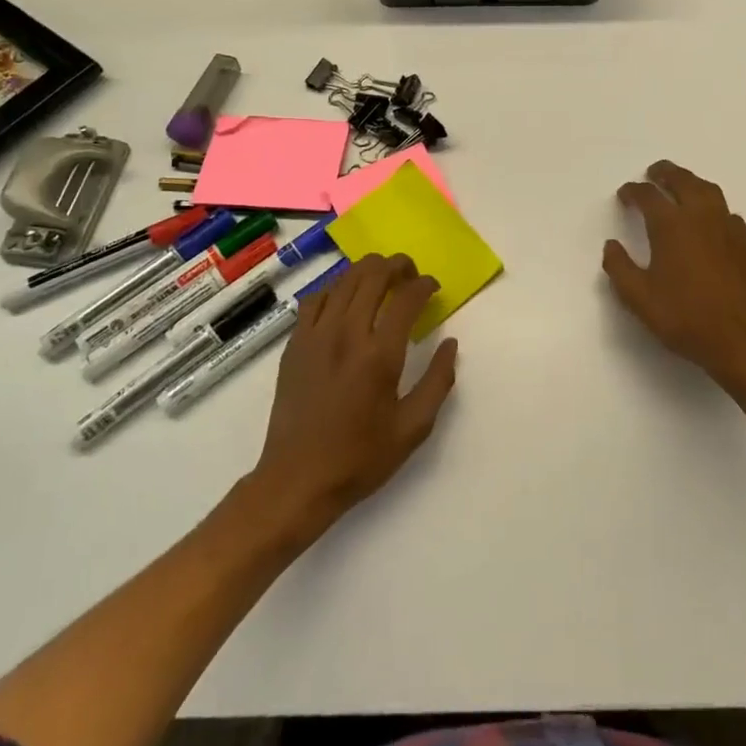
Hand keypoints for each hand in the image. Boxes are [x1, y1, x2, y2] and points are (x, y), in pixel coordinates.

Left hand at [250, 254, 458, 539]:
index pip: (406, 298)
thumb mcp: (413, 428)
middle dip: (397, 266)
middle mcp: (346, 334)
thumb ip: (438, 381)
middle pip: (373, 275)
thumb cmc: (360, 458)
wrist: (297, 480)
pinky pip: (316, 298)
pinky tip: (345, 298)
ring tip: (382, 279)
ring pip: (344, 279)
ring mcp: (316, 335)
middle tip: (410, 275)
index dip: (424, 284)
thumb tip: (450, 343)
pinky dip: (336, 287)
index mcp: (379, 355)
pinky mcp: (295, 343)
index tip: (433, 287)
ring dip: (368, 271)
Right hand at [602, 160, 745, 395]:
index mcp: (672, 226)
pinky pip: (728, 213)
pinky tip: (711, 221)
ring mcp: (729, 228)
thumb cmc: (686, 318)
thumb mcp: (639, 298)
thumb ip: (619, 268)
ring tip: (681, 186)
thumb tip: (611, 245)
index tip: (625, 194)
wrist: (742, 341)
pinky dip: (714, 208)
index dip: (633, 192)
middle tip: (654, 172)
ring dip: (691, 183)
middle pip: (683, 181)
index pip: (648, 196)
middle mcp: (701, 217)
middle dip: (665, 173)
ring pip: (709, 191)